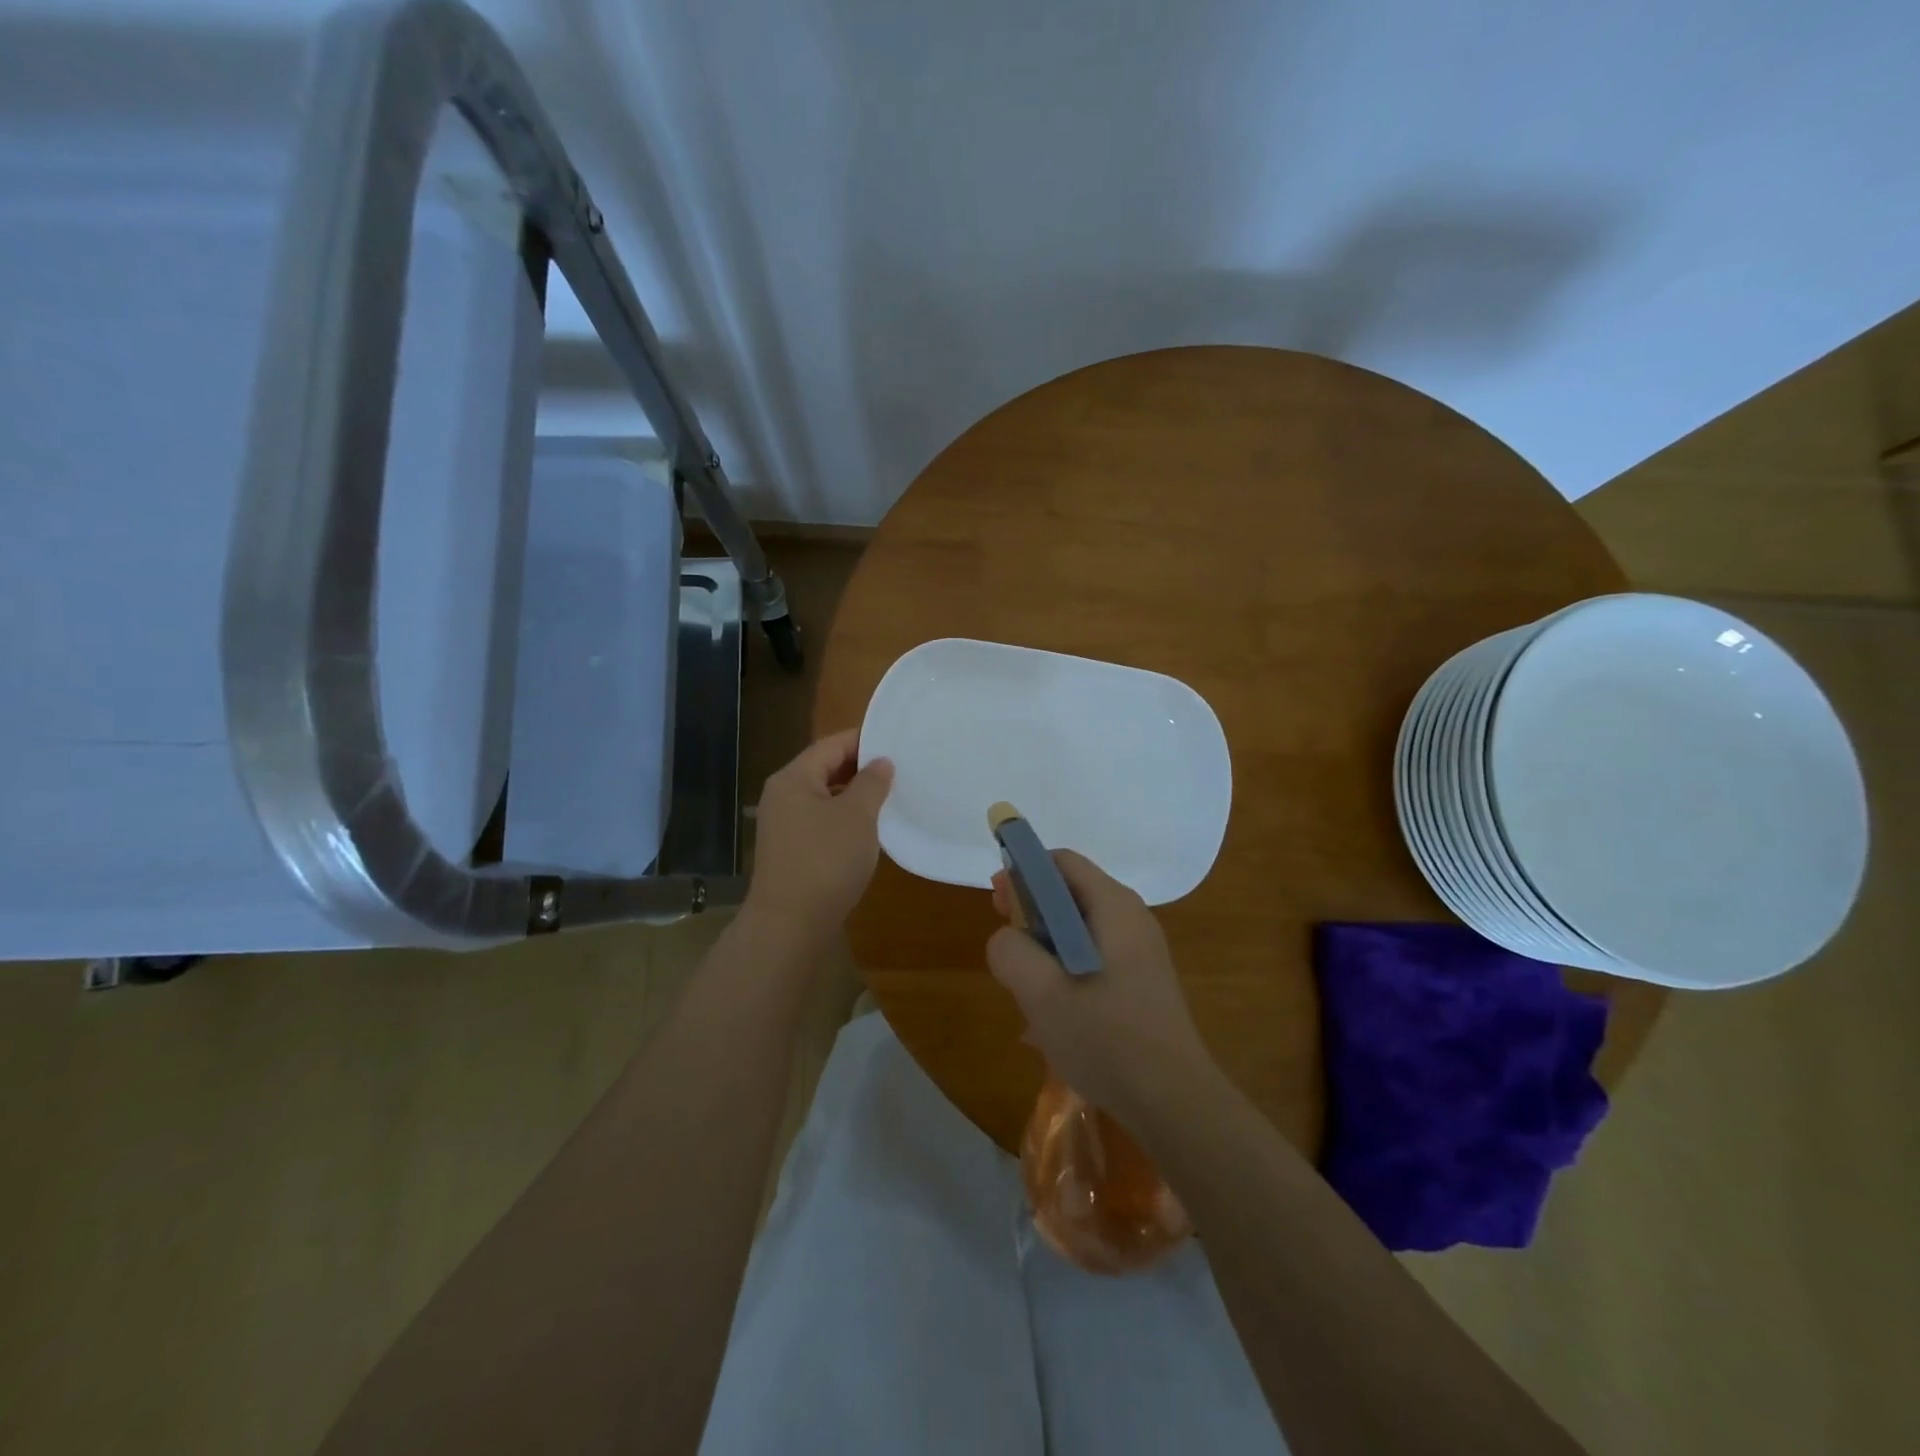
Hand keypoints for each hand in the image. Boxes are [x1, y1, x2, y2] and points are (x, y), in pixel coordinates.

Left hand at [745, 729, 893, 944]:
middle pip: (825, 769)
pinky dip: (845, 819)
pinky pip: (821, 822)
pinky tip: (869, 830)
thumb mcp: (857, 816)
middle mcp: (783, 796)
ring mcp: (784, 825)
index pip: (831, 745)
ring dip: (854, 796)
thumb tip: (881, 762)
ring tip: (890, 797)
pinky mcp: (791, 850)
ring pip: (824, 797)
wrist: (789, 925)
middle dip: (861, 768)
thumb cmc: (825, 860)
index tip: (897, 742)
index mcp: (793, 778)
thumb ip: (872, 783)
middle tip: (899, 770)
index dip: (864, 740)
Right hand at [987, 850, 1213, 1120]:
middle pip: (1071, 894)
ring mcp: (1141, 953)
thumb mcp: (1041, 992)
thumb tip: (1007, 939)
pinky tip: (1048, 1020)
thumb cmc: (1106, 1038)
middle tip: (1005, 946)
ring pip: (1079, 932)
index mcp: (1114, 907)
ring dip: (1045, 951)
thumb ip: (1011, 951)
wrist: (1174, 1103)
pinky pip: (1093, 961)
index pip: (1061, 862)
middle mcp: (1132, 920)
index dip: (1023, 872)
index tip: (997, 903)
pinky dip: (1066, 974)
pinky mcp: (1142, 984)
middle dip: (1031, 914)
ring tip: (1022, 990)